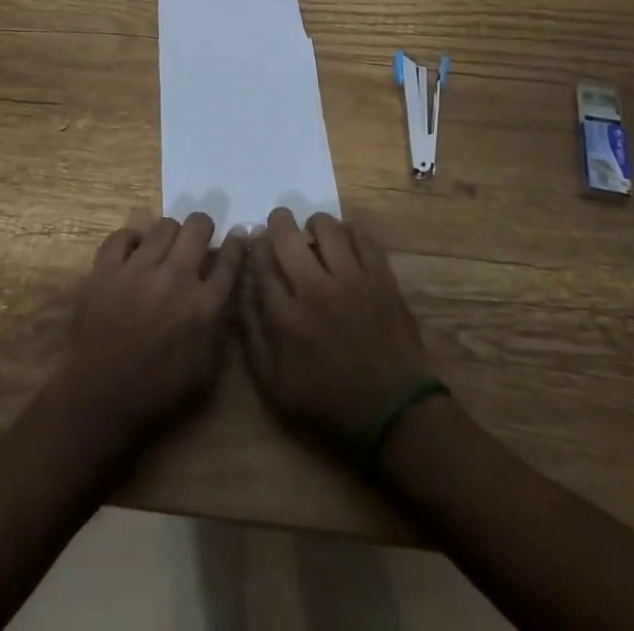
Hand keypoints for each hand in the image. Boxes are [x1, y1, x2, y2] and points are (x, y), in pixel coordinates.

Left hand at [45, 214, 246, 453]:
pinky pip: (122, 235)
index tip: (237, 235)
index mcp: (204, 305)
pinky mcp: (106, 269)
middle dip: (203, 228)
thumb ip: (219, 326)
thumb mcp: (206, 370)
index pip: (230, 260)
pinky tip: (132, 252)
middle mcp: (176, 277)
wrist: (100, 400)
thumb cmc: (157, 393)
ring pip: (163, 226)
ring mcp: (138, 269)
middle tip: (197, 239)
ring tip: (164, 248)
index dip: (236, 243)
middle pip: (198, 227)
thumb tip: (224, 293)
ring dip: (169, 234)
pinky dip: (130, 239)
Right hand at [238, 208, 434, 447]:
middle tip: (280, 223)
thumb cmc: (328, 401)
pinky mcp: (380, 277)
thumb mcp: (275, 385)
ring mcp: (351, 279)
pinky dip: (350, 231)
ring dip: (315, 224)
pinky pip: (362, 237)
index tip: (256, 237)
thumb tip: (241, 293)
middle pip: (287, 235)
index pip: (261, 262)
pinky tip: (345, 239)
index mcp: (285, 316)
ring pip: (326, 227)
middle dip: (278, 222)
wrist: (392, 411)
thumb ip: (252, 337)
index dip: (256, 244)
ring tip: (314, 232)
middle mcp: (314, 288)